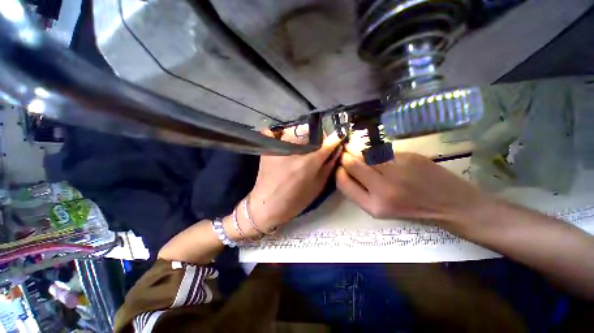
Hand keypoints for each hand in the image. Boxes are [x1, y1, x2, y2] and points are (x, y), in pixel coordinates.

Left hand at [247, 127, 341, 232]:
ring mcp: (277, 147)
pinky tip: (285, 140)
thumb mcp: (317, 186)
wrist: (267, 205)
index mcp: (307, 163)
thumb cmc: (295, 200)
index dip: (335, 139)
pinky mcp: (267, 148)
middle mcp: (292, 150)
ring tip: (304, 144)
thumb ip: (328, 166)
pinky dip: (280, 133)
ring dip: (303, 135)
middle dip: (318, 136)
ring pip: (294, 129)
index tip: (337, 139)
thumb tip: (336, 151)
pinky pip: (274, 132)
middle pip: (310, 131)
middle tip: (319, 145)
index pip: (327, 143)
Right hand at [336, 147, 488, 229]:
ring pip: (364, 153)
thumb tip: (345, 171)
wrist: (453, 205)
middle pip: (351, 163)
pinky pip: (381, 151)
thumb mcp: (381, 210)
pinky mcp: (408, 158)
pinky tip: (380, 154)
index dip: (338, 171)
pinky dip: (375, 151)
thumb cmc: (414, 211)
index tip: (340, 167)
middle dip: (345, 156)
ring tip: (360, 152)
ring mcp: (396, 171)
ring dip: (358, 150)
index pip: (342, 182)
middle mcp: (382, 189)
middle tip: (346, 153)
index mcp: (373, 206)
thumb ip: (360, 192)